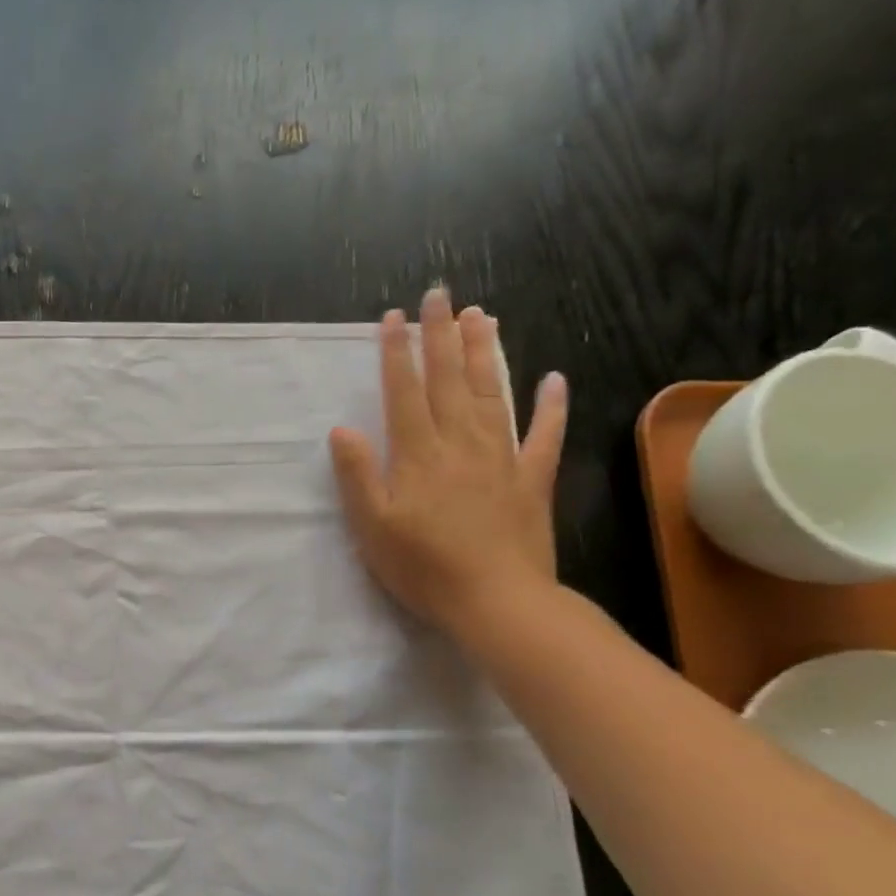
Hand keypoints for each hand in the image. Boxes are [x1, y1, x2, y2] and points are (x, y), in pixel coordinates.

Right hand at [329, 286, 566, 641]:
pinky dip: (551, 405)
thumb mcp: (372, 526)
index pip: (404, 392)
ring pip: (493, 394)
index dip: (397, 353)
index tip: (394, 317)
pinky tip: (553, 378)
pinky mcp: (532, 480)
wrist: (497, 601)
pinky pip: (544, 435)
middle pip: (450, 380)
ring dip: (485, 353)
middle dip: (441, 336)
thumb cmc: (423, 567)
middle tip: (440, 294)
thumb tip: (342, 430)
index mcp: (418, 455)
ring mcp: (502, 458)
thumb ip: (358, 475)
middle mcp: (460, 444)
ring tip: (481, 317)